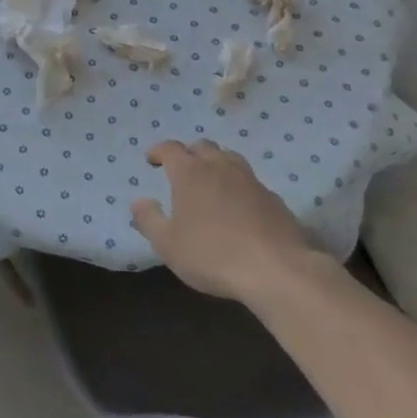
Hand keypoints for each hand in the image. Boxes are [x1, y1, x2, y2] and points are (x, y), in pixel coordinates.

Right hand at [131, 139, 318, 302]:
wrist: (277, 270)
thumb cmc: (212, 254)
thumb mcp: (167, 244)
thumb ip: (148, 219)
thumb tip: (140, 201)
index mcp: (190, 173)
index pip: (171, 148)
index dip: (159, 151)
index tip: (152, 160)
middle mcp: (220, 167)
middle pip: (203, 147)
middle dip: (189, 154)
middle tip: (181, 171)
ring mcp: (250, 180)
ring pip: (230, 158)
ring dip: (216, 164)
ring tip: (211, 182)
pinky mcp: (273, 198)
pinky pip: (250, 181)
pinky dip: (238, 185)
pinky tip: (238, 206)